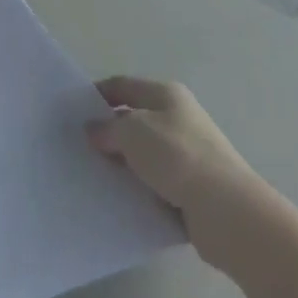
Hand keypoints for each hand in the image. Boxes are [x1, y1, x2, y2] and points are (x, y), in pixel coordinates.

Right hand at [88, 77, 261, 266]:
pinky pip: (154, 181)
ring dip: (121, 162)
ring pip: (142, 153)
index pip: (122, 85)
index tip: (71, 111)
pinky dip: (136, 186)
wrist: (227, 211)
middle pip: (133, 119)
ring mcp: (187, 154)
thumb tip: (95, 131)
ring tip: (92, 173)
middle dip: (106, 131)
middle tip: (77, 146)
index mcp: (167, 95)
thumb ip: (106, 128)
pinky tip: (117, 196)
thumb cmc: (176, 156)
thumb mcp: (131, 131)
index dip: (96, 94)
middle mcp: (179, 119)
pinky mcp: (191, 187)